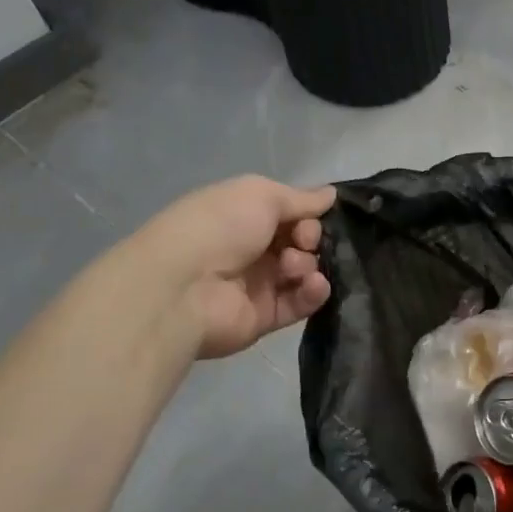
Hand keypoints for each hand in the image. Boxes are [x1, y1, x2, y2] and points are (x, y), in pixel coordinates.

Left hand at [133, 176, 335, 359]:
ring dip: (309, 265)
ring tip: (292, 268)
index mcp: (245, 216)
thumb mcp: (260, 195)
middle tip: (302, 242)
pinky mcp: (265, 316)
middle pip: (301, 243)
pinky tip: (314, 285)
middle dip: (310, 239)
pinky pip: (301, 303)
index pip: (291, 214)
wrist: (181, 287)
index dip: (307, 216)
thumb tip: (331, 194)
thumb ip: (300, 198)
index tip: (308, 219)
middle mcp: (252, 249)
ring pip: (304, 272)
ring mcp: (258, 284)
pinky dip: (313, 292)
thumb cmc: (219, 227)